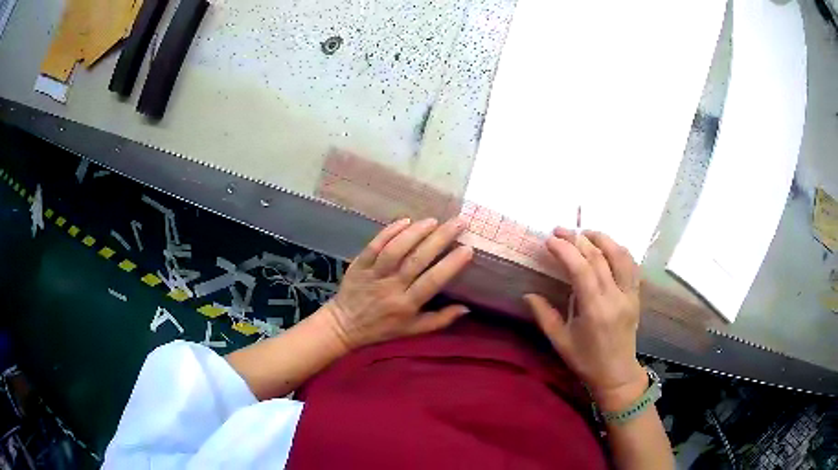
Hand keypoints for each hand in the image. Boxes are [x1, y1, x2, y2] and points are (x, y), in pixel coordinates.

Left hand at [321, 218, 473, 350]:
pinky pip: (375, 246)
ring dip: (415, 233)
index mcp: (407, 305)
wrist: (345, 325)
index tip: (467, 248)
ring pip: (395, 250)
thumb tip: (467, 308)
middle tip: (458, 223)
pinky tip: (406, 221)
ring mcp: (373, 274)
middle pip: (417, 260)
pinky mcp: (359, 264)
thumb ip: (440, 320)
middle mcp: (391, 287)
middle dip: (440, 239)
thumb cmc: (383, 328)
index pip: (432, 282)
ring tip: (433, 221)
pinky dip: (390, 232)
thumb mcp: (414, 330)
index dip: (450, 265)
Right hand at [524, 228, 645, 404]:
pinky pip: (631, 265)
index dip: (565, 250)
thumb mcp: (561, 342)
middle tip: (560, 231)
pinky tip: (607, 247)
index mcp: (595, 310)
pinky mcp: (636, 295)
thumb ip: (544, 315)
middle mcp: (615, 297)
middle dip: (578, 239)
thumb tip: (528, 294)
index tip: (550, 240)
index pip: (581, 269)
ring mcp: (629, 294)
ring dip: (602, 239)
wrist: (617, 374)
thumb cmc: (586, 361)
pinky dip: (619, 250)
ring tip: (585, 233)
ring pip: (620, 255)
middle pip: (599, 257)